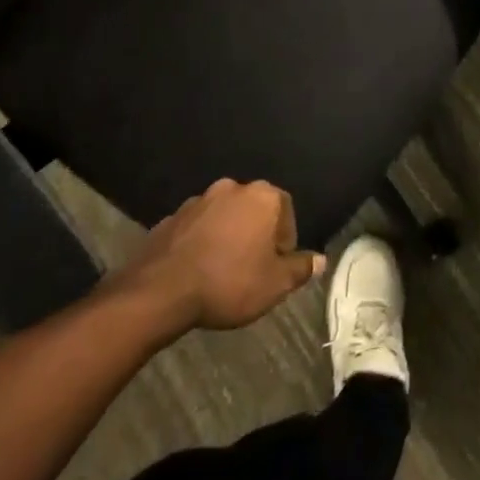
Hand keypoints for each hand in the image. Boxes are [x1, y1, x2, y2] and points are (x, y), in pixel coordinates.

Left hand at [113, 178, 323, 330]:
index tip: (276, 266)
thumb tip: (320, 260)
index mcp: (262, 196)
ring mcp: (199, 200)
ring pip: (225, 216)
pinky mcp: (172, 217)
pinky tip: (198, 269)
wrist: (160, 291)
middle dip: (256, 234)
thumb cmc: (229, 282)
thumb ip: (300, 268)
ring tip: (223, 270)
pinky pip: (197, 227)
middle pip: (255, 209)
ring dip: (228, 236)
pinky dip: (202, 241)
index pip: (286, 210)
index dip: (285, 240)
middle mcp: (233, 188)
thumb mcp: (274, 284)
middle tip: (253, 267)